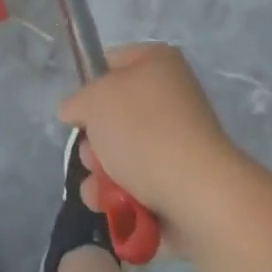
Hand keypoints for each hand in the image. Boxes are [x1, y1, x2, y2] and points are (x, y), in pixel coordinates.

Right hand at [58, 43, 243, 232]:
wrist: (197, 194)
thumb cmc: (143, 130)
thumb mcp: (95, 99)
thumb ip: (77, 100)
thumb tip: (75, 111)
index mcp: (158, 63)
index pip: (112, 63)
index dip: (90, 86)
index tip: (78, 112)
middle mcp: (172, 98)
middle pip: (114, 116)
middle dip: (94, 142)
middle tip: (92, 156)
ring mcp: (179, 143)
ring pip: (123, 156)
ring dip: (102, 176)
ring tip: (100, 191)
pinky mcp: (182, 184)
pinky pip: (140, 186)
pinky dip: (123, 199)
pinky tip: (114, 208)